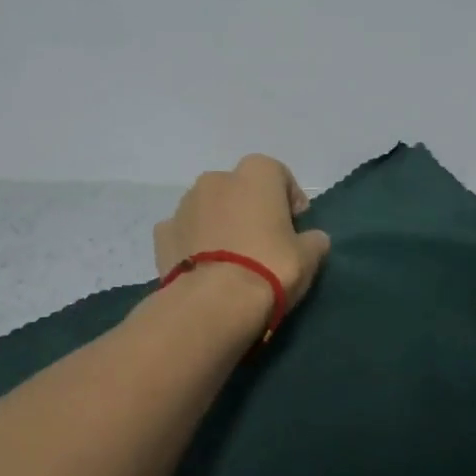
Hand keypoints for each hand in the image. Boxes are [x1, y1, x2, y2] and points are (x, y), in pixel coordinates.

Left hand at [154, 154, 332, 318]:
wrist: (214, 303)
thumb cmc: (269, 267)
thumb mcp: (309, 256)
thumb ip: (314, 240)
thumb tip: (313, 238)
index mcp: (256, 173)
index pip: (280, 176)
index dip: (290, 201)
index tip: (296, 228)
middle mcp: (217, 178)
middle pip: (241, 190)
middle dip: (251, 210)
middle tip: (263, 244)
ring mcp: (184, 204)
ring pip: (210, 208)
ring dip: (221, 224)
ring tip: (232, 259)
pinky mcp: (162, 233)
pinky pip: (185, 232)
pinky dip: (193, 244)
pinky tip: (205, 269)